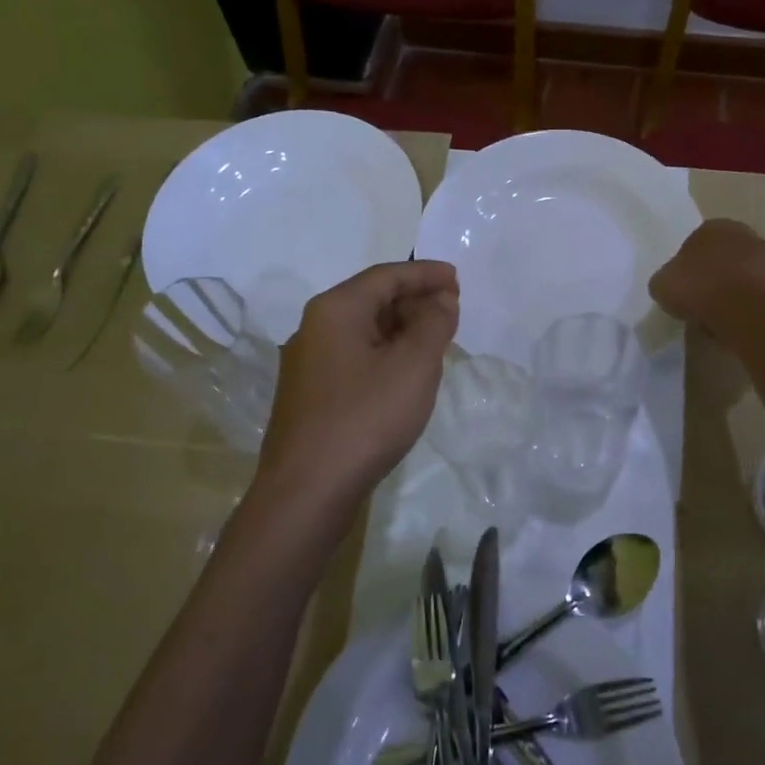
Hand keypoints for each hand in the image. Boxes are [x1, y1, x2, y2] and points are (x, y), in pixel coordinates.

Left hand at [252, 261, 458, 534]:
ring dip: (401, 329)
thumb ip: (434, 324)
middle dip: (414, 301)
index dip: (425, 273)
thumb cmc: (366, 418)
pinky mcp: (309, 394)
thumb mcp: (414, 366)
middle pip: (371, 299)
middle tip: (452, 312)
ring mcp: (307, 363)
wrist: (307, 491)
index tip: (458, 279)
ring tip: (435, 341)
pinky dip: (384, 353)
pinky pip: (353, 357)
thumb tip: (441, 300)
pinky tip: (404, 374)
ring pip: (362, 330)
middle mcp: (313, 327)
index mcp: (335, 309)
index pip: (386, 276)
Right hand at [650, 219, 764, 333]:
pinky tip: (736, 324)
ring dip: (732, 292)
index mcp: (715, 226)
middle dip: (713, 275)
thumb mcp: (662, 284)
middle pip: (723, 257)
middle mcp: (746, 236)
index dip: (686, 266)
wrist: (748, 313)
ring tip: (717, 317)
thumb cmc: (700, 289)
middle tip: (698, 300)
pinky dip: (749, 308)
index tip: (681, 287)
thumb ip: (667, 279)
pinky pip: (758, 298)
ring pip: (743, 277)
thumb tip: (672, 285)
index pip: (695, 242)